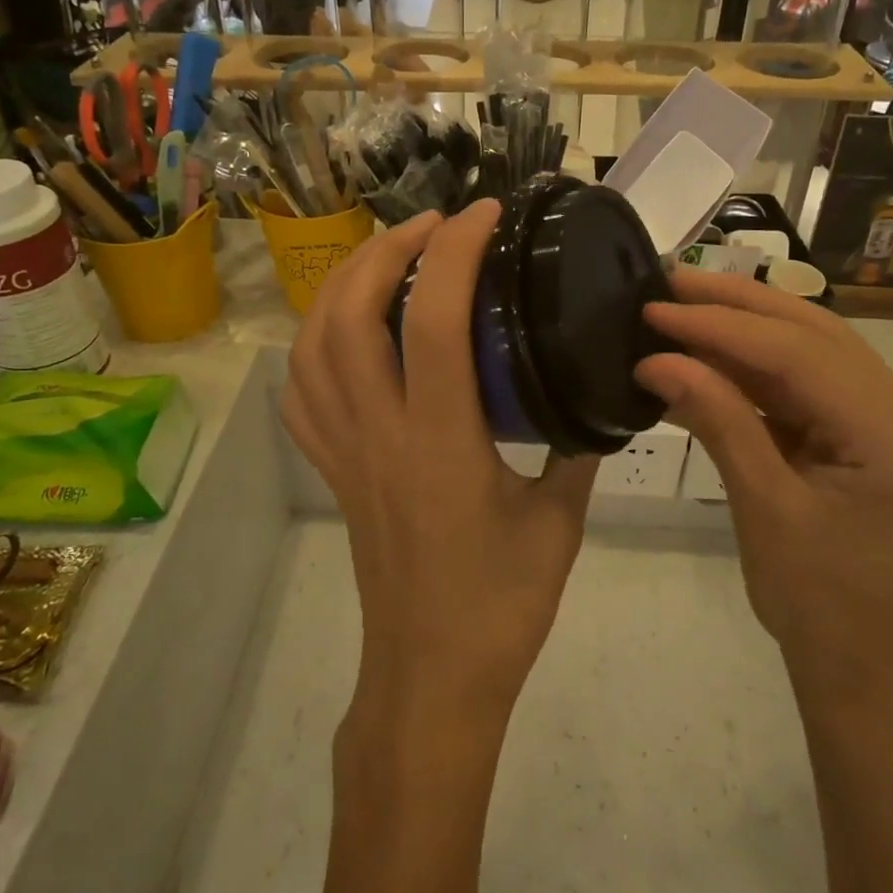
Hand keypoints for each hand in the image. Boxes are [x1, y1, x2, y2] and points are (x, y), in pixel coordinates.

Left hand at [282, 201, 599, 721]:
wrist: (430, 678)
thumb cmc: (501, 606)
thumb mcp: (559, 523)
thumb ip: (575, 450)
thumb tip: (590, 398)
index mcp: (440, 441)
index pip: (432, 320)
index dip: (454, 252)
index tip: (486, 215)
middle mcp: (378, 434)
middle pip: (348, 313)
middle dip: (385, 249)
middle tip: (432, 225)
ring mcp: (344, 451)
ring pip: (312, 345)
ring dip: (343, 284)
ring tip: (386, 258)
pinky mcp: (331, 470)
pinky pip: (301, 393)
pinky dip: (314, 343)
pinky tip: (345, 331)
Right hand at [634, 269, 892, 692]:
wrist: (868, 678)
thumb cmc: (820, 606)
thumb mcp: (764, 508)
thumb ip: (718, 421)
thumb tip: (657, 360)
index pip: (797, 353)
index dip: (720, 325)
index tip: (655, 308)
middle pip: (814, 334)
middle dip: (737, 304)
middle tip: (669, 282)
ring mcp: (887, 424)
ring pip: (811, 353)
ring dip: (746, 328)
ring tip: (683, 306)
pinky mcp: (865, 440)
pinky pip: (807, 388)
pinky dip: (756, 370)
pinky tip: (711, 357)